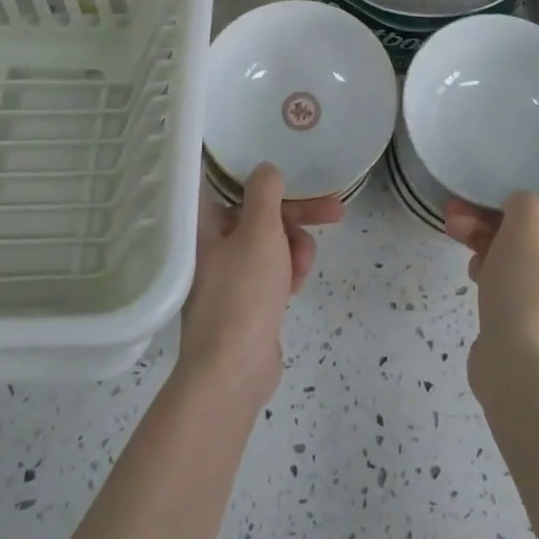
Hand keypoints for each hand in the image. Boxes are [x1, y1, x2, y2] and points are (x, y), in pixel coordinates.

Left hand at [179, 163, 343, 405]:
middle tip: (335, 211)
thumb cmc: (243, 293)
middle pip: (259, 213)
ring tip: (301, 269)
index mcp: (203, 223)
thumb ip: (265, 193)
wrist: (233, 371)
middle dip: (298, 214)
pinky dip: (287, 272)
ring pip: (272, 242)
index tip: (286, 167)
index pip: (224, 182)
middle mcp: (211, 243)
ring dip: (294, 248)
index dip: (256, 172)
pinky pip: (272, 270)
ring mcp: (228, 273)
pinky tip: (295, 287)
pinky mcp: (245, 298)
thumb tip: (265, 169)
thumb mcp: (259, 232)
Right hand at [442, 166, 538, 395]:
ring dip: (489, 232)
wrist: (523, 383)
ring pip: (524, 246)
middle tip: (472, 191)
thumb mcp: (523, 239)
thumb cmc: (532, 301)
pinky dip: (494, 263)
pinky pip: (515, 273)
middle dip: (505, 204)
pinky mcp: (535, 312)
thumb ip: (523, 204)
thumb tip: (524, 202)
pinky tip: (471, 264)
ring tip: (452, 223)